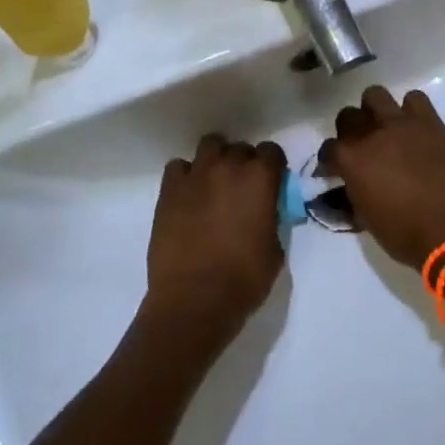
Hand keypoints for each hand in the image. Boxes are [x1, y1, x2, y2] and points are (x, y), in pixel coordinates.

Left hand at [145, 134, 286, 342]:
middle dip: (244, 163)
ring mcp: (196, 175)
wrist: (194, 299)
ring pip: (209, 146)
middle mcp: (229, 167)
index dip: (272, 166)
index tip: (270, 181)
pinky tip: (188, 195)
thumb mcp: (275, 248)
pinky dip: (186, 175)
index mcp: (260, 179)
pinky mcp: (169, 189)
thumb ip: (272, 218)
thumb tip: (266, 212)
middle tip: (241, 188)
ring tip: (213, 183)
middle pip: (240, 148)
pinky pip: (178, 167)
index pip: (272, 151)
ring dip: (215, 160)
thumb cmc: (244, 279)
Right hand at [319, 87, 444, 268]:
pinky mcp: (430, 122)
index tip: (335, 168)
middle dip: (351, 129)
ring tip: (387, 127)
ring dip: (376, 110)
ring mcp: (402, 124)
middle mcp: (372, 135)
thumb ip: (352, 193)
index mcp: (352, 161)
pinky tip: (416, 128)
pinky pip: (416, 99)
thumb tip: (349, 186)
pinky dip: (412, 110)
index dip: (330, 159)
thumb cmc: (404, 234)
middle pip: (348, 115)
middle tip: (362, 145)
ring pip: (376, 95)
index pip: (329, 148)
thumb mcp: (365, 218)